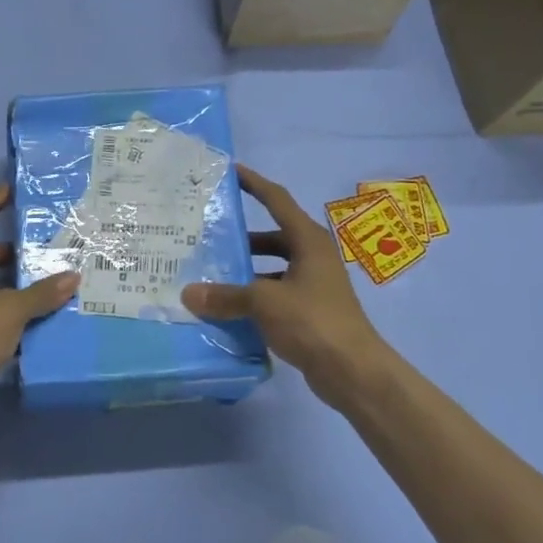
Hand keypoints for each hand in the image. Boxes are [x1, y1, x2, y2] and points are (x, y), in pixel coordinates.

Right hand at [181, 165, 393, 409]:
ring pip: (273, 267)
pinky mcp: (311, 310)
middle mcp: (314, 256)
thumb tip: (188, 293)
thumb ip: (225, 296)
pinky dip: (255, 296)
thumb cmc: (313, 322)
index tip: (231, 171)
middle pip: (273, 236)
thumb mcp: (264, 303)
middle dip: (243, 236)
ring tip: (212, 274)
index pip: (277, 200)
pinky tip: (230, 308)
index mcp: (308, 240)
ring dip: (247, 270)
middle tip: (209, 235)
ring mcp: (314, 284)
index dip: (254, 183)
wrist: (353, 371)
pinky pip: (276, 292)